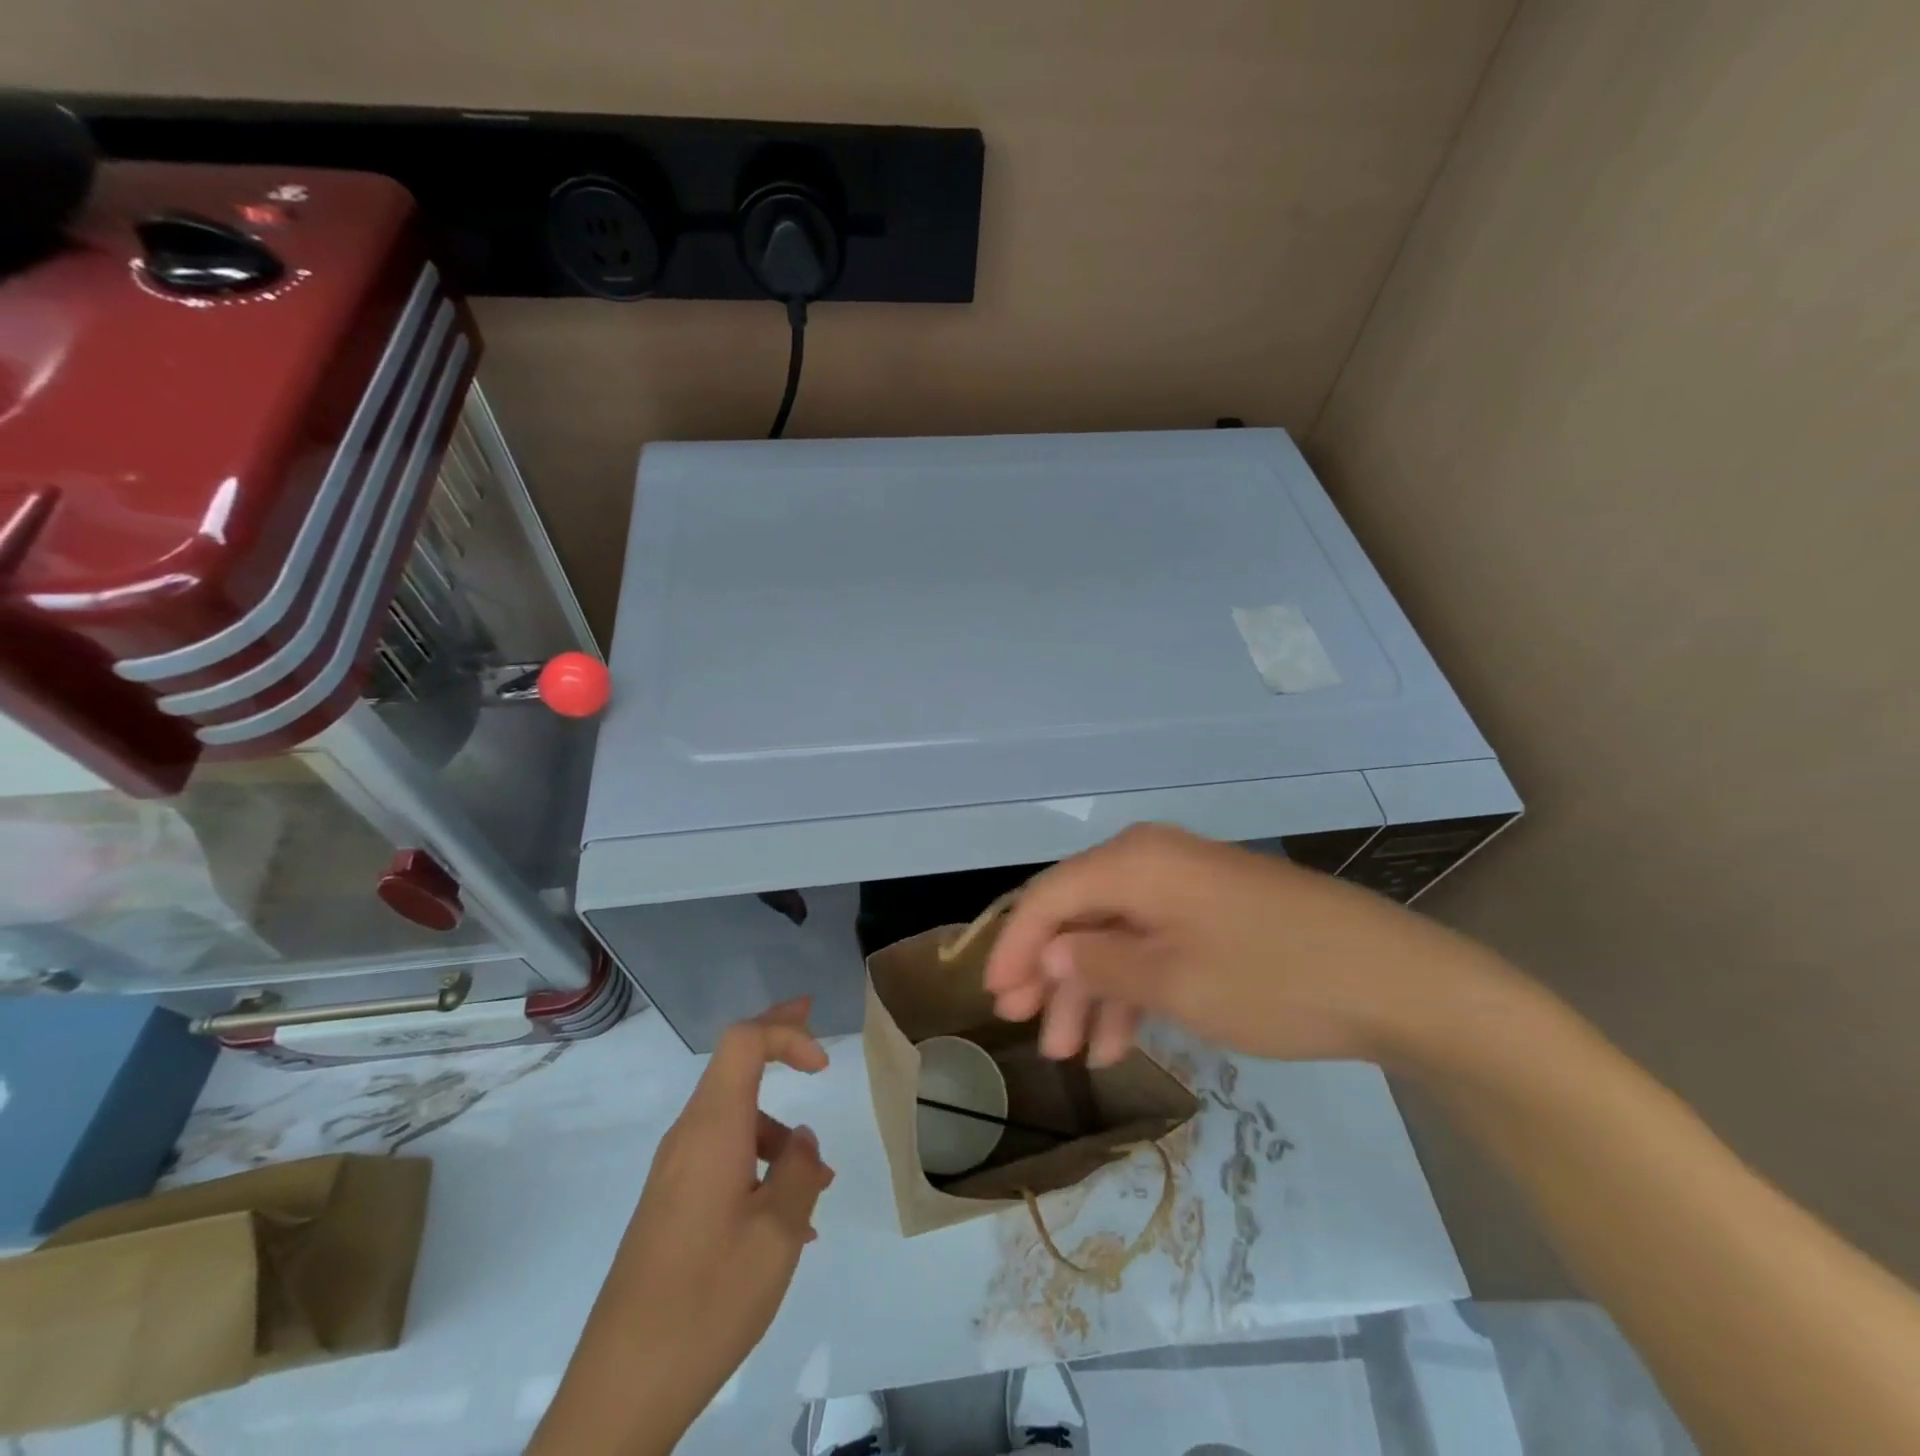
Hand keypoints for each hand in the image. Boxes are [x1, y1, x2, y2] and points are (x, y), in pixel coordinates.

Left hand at [531, 1000, 832, 1454]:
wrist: (622, 1388)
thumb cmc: (709, 1298)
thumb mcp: (778, 1233)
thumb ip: (799, 1171)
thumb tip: (799, 1139)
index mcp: (713, 1129)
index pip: (744, 1042)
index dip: (786, 1033)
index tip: (823, 1065)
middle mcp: (688, 1138)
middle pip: (733, 1064)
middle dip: (777, 1041)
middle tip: (811, 1018)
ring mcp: (674, 1174)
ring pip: (733, 1120)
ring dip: (777, 1133)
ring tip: (818, 1185)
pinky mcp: (670, 1206)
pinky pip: (721, 1159)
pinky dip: (758, 1166)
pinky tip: (785, 1224)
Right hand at [983, 824, 1509, 1068]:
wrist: (1397, 982)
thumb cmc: (1272, 978)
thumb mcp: (1172, 980)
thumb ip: (1099, 964)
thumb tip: (1050, 953)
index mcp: (1134, 862)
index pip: (1050, 896)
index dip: (1016, 946)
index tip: (994, 998)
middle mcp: (1153, 861)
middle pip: (1080, 914)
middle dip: (1051, 974)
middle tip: (1028, 1029)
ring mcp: (1188, 886)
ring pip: (1116, 934)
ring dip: (1091, 991)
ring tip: (1074, 1054)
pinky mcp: (1215, 913)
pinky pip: (1154, 943)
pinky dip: (1133, 988)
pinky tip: (1122, 1039)